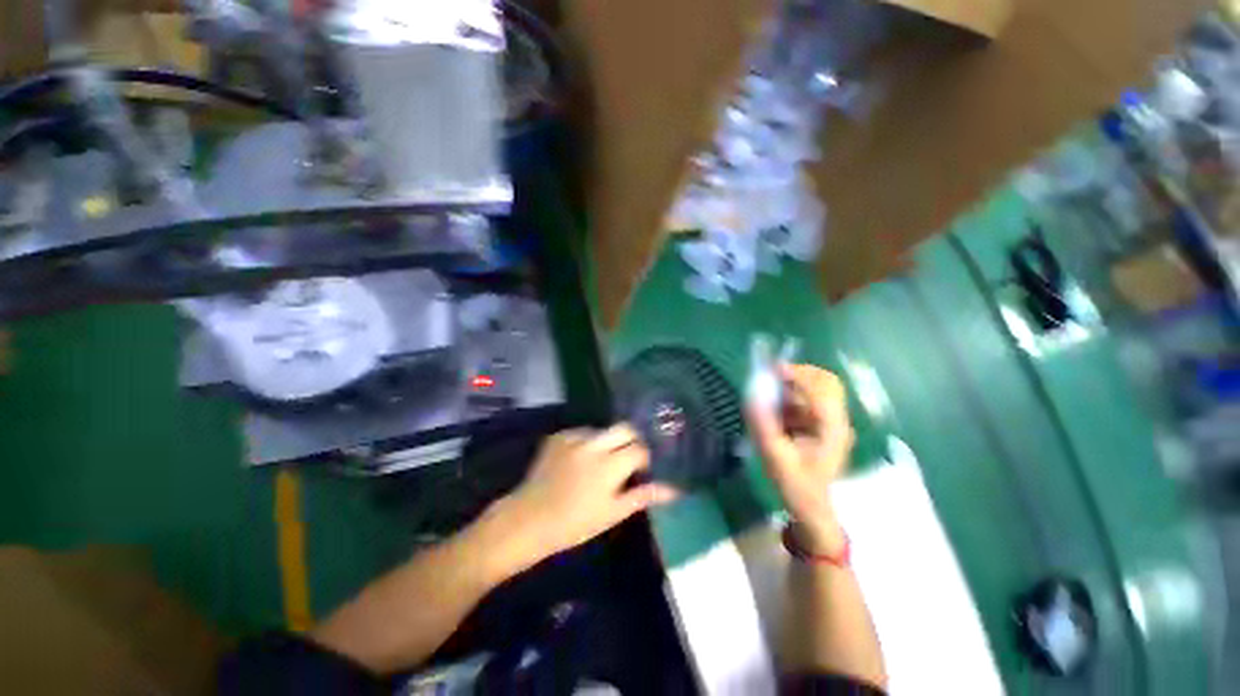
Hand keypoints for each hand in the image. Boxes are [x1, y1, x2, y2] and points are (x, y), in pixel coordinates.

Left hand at [486, 424, 677, 572]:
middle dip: (632, 439)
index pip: (639, 449)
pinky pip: (582, 433)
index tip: (641, 470)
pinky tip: (580, 460)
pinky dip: (587, 443)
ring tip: (600, 462)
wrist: (529, 519)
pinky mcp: (559, 437)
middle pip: (625, 428)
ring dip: (608, 442)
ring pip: (603, 430)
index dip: (644, 458)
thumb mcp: (612, 513)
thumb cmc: (575, 523)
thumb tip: (674, 490)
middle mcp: (595, 445)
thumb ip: (643, 496)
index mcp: (610, 465)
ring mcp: (574, 438)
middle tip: (628, 458)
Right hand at [747, 365, 854, 553]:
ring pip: (819, 389)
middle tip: (772, 376)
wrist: (812, 508)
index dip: (798, 375)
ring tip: (772, 395)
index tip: (771, 370)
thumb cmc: (796, 485)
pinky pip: (810, 399)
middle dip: (799, 374)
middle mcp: (837, 421)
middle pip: (827, 382)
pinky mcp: (825, 425)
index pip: (821, 389)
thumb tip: (750, 396)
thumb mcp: (775, 457)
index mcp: (832, 429)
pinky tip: (778, 409)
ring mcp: (833, 423)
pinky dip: (793, 396)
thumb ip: (763, 426)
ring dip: (795, 385)